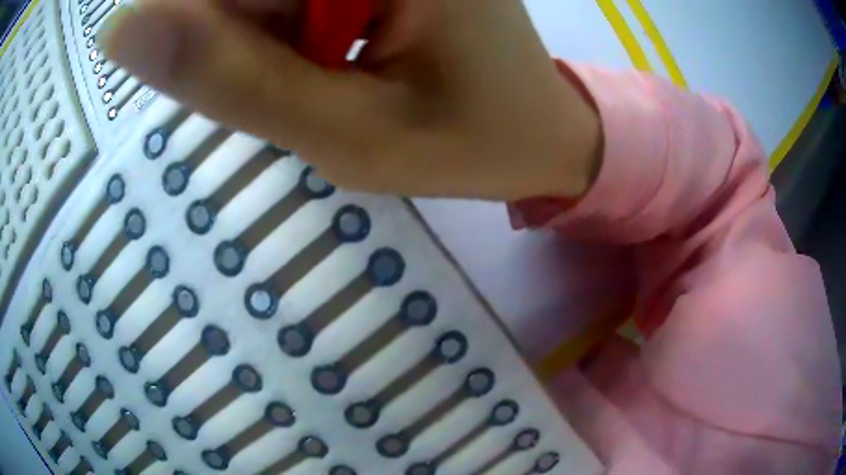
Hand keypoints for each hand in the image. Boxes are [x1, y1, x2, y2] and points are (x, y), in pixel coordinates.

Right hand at [100, 0, 601, 200]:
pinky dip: (288, 38)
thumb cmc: (470, 142)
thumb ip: (227, 78)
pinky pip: (290, 4)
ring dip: (264, 43)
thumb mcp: (345, 131)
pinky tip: (336, 64)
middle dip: (239, 41)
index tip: (246, 77)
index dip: (191, 27)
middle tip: (307, 86)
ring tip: (330, 80)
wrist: (535, 134)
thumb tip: (121, 29)